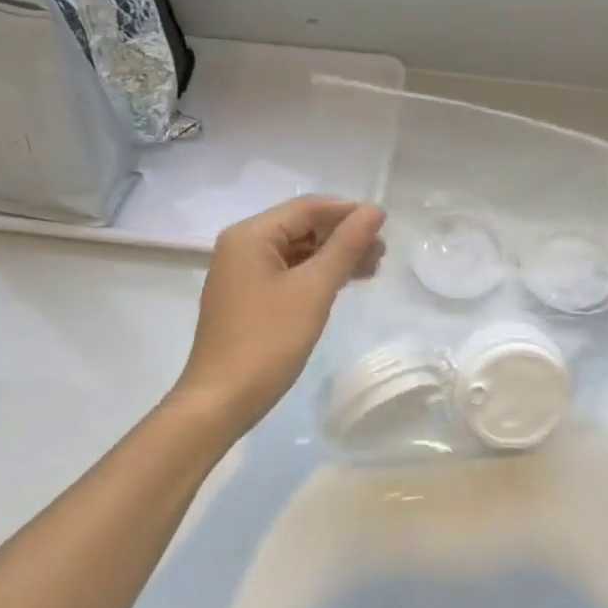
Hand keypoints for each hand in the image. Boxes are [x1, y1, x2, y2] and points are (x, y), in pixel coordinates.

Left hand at [174, 196, 386, 435]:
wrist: (222, 400)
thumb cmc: (268, 340)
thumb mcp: (314, 289)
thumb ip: (346, 246)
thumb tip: (374, 211)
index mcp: (251, 235)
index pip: (308, 207)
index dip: (349, 212)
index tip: (385, 226)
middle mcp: (242, 245)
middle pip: (302, 226)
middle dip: (343, 235)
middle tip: (382, 253)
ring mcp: (242, 272)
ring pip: (298, 250)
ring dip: (334, 255)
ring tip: (372, 269)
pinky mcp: (248, 296)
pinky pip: (288, 271)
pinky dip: (317, 273)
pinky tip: (343, 283)